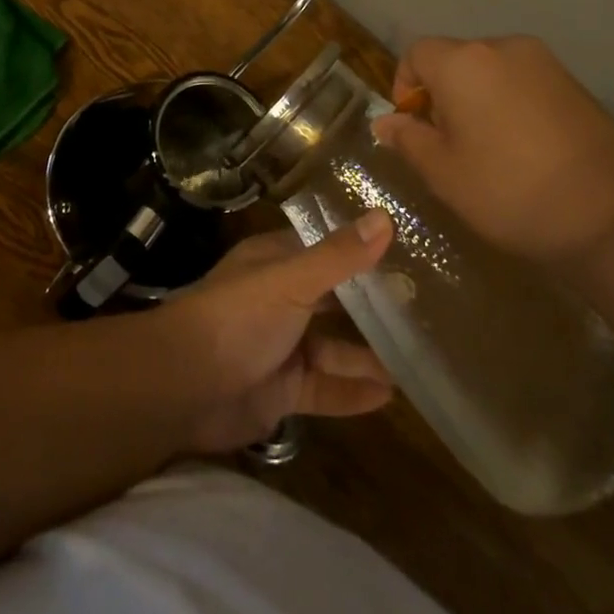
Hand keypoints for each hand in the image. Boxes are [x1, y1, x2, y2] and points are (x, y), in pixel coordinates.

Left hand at [158, 211, 394, 453]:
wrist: (185, 386)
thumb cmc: (237, 318)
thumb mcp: (291, 280)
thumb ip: (339, 256)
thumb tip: (385, 217)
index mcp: (276, 263)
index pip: (324, 249)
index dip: (361, 249)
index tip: (409, 249)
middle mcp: (280, 299)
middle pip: (333, 300)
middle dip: (372, 306)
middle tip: (428, 309)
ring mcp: (281, 346)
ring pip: (333, 348)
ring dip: (368, 354)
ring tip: (418, 358)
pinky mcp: (282, 390)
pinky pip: (325, 389)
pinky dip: (353, 392)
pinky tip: (390, 397)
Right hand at [371, 36, 613, 264]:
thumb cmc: (510, 191)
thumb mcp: (443, 173)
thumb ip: (408, 139)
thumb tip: (386, 122)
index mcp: (462, 62)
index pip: (415, 53)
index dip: (405, 87)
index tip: (415, 128)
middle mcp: (502, 48)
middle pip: (454, 58)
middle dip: (442, 93)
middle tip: (449, 143)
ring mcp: (545, 63)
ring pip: (491, 71)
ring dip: (478, 98)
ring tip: (488, 148)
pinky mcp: (576, 84)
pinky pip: (524, 83)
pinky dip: (511, 104)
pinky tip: (525, 148)